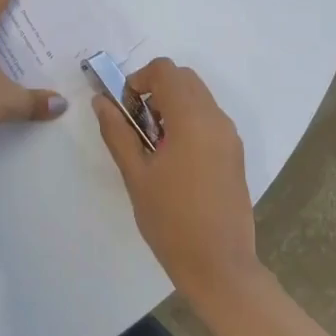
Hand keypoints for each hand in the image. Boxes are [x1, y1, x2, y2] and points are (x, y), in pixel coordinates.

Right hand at [93, 58, 261, 304]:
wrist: (219, 266)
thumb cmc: (171, 220)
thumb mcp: (136, 175)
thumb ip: (117, 132)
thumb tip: (101, 102)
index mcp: (192, 119)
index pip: (166, 70)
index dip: (139, 79)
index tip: (126, 110)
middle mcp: (216, 118)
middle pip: (184, 79)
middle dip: (155, 90)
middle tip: (137, 127)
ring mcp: (229, 136)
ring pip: (198, 97)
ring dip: (172, 105)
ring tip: (154, 147)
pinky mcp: (234, 153)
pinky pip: (209, 119)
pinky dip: (188, 121)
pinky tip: (174, 161)